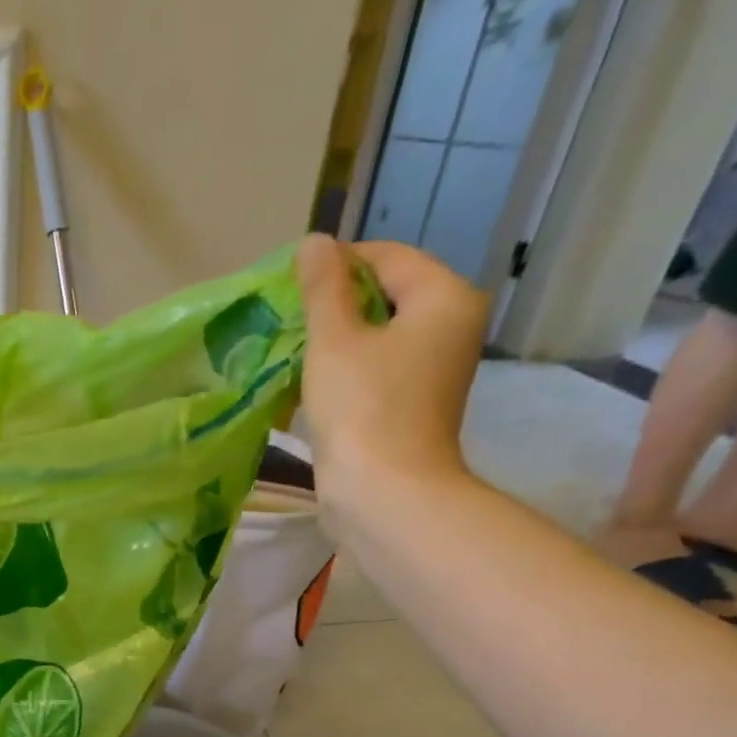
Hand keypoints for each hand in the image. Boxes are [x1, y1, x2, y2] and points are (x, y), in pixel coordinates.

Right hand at [295, 235, 487, 504]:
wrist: (385, 493)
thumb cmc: (362, 408)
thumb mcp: (334, 340)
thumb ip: (322, 287)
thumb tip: (314, 243)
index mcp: (444, 298)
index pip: (387, 257)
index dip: (335, 264)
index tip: (287, 284)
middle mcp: (451, 325)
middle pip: (385, 294)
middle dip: (333, 304)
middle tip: (285, 318)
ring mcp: (433, 368)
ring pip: (377, 334)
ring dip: (334, 338)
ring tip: (290, 348)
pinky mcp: (413, 402)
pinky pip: (376, 367)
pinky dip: (344, 368)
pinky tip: (308, 380)